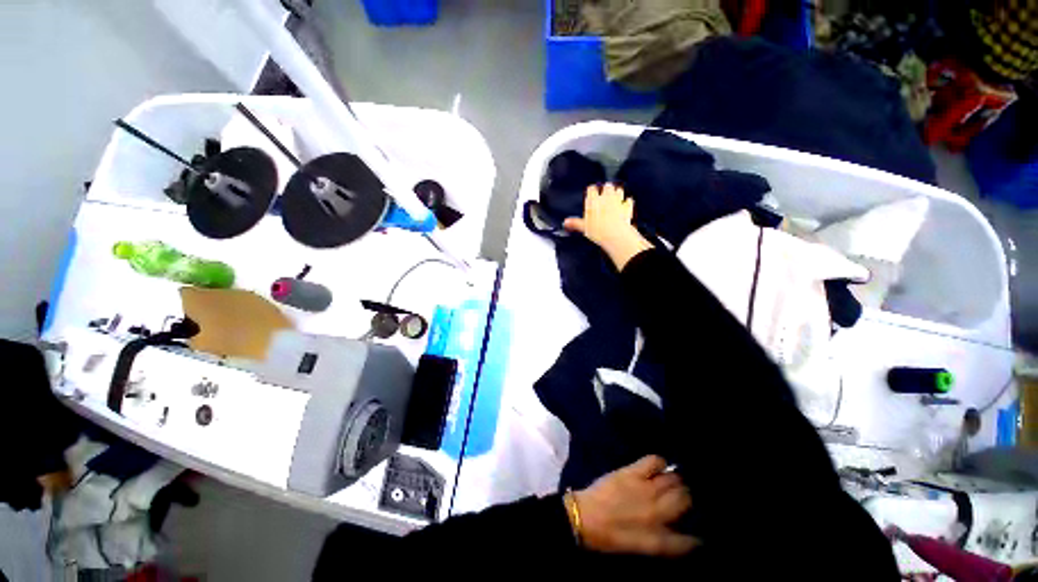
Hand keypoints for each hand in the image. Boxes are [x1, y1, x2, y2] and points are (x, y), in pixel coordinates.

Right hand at [563, 184, 653, 269]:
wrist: (615, 234)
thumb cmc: (598, 230)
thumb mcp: (583, 227)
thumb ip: (575, 223)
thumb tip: (566, 222)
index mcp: (594, 200)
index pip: (591, 189)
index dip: (591, 191)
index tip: (591, 194)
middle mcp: (606, 197)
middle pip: (607, 186)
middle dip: (606, 189)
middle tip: (604, 194)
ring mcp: (618, 201)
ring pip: (619, 190)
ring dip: (617, 193)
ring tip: (615, 196)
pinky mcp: (627, 207)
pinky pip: (628, 201)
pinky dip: (627, 202)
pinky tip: (626, 204)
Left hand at [573, 455, 698, 556]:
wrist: (585, 517)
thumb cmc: (611, 537)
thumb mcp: (642, 548)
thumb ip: (666, 543)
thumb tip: (684, 534)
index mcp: (660, 539)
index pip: (691, 538)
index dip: (699, 532)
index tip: (701, 526)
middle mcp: (658, 513)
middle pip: (686, 499)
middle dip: (688, 496)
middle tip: (684, 494)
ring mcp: (646, 490)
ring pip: (674, 480)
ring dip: (677, 479)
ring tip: (674, 480)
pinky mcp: (633, 473)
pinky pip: (655, 461)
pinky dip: (661, 462)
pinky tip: (659, 466)